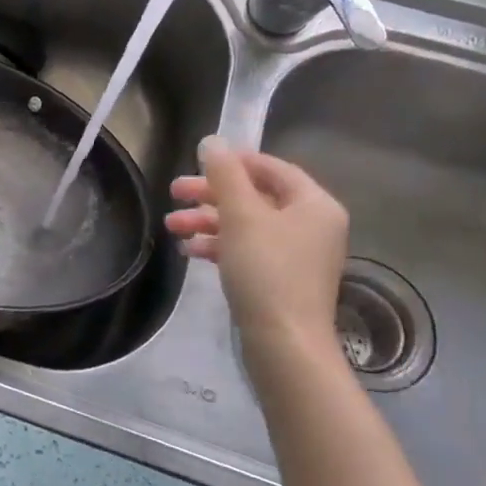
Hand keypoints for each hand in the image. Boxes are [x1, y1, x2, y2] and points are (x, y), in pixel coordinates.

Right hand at [166, 137, 350, 370]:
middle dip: (211, 195)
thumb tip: (212, 141)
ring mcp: (297, 255)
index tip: (196, 163)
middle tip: (173, 193)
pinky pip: (248, 250)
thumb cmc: (267, 270)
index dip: (233, 162)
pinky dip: (220, 246)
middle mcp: (312, 225)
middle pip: (255, 196)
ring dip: (208, 221)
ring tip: (172, 227)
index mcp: (314, 204)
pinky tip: (189, 251)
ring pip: (247, 224)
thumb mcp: (241, 215)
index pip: (271, 168)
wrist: (285, 344)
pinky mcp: (281, 280)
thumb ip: (225, 174)